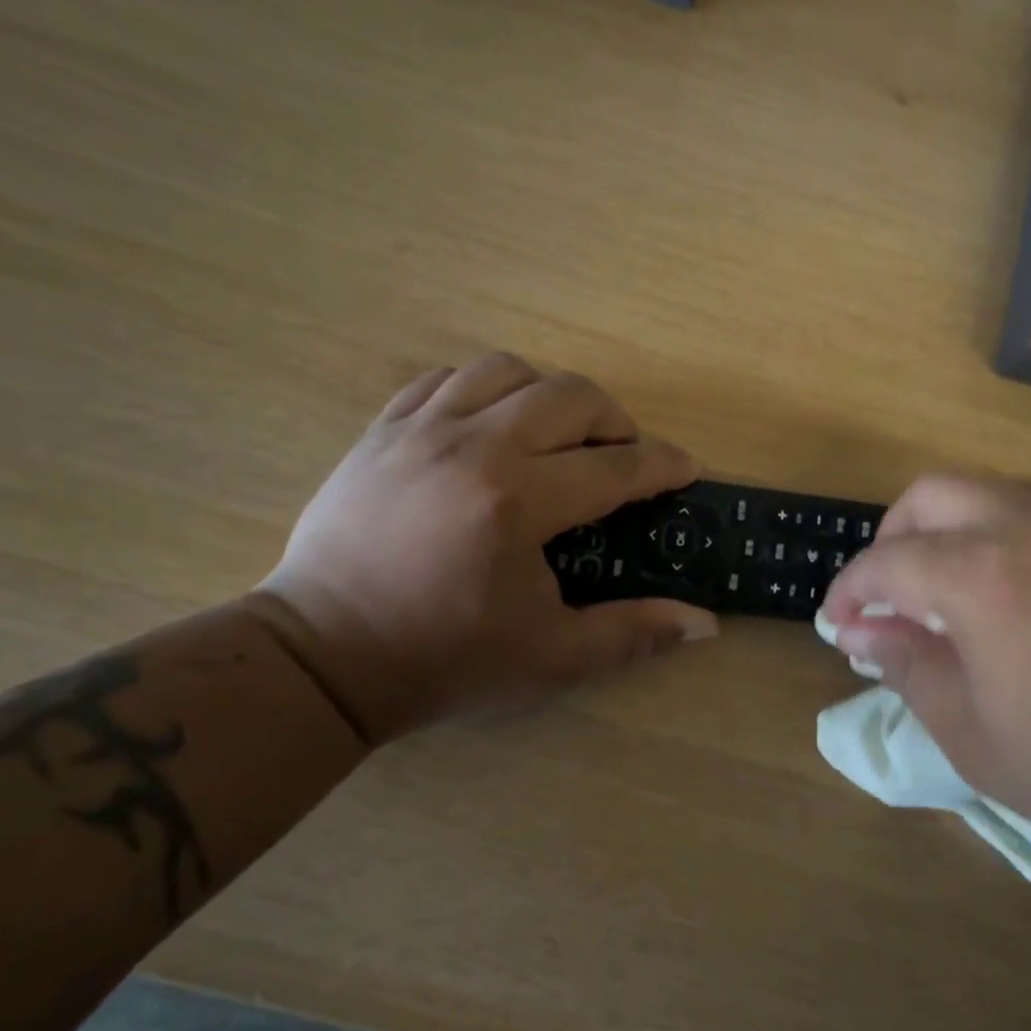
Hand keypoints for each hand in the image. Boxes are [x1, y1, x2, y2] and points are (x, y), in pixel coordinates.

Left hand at [256, 354, 717, 744]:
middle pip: (571, 396)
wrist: (324, 657)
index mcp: (517, 502)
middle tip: (623, 458)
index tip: (686, 470)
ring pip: (508, 370)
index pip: (615, 465)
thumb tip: (706, 622)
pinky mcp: (382, 430)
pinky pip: (446, 378)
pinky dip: (485, 389)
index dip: (662, 465)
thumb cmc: (445, 661)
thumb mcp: (551, 658)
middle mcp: (474, 447)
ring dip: (551, 395)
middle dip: (616, 421)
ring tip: (559, 435)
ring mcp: (421, 430)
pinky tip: (492, 425)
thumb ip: (633, 632)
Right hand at [819, 475, 1030, 898]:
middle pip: (933, 494)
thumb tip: (862, 628)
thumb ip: (910, 667)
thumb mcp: (979, 739)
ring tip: (957, 596)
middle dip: (894, 537)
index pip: (886, 561)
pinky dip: (1011, 536)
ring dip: (954, 530)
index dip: (849, 591)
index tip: (840, 625)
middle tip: (892, 597)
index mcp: (981, 574)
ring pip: (995, 492)